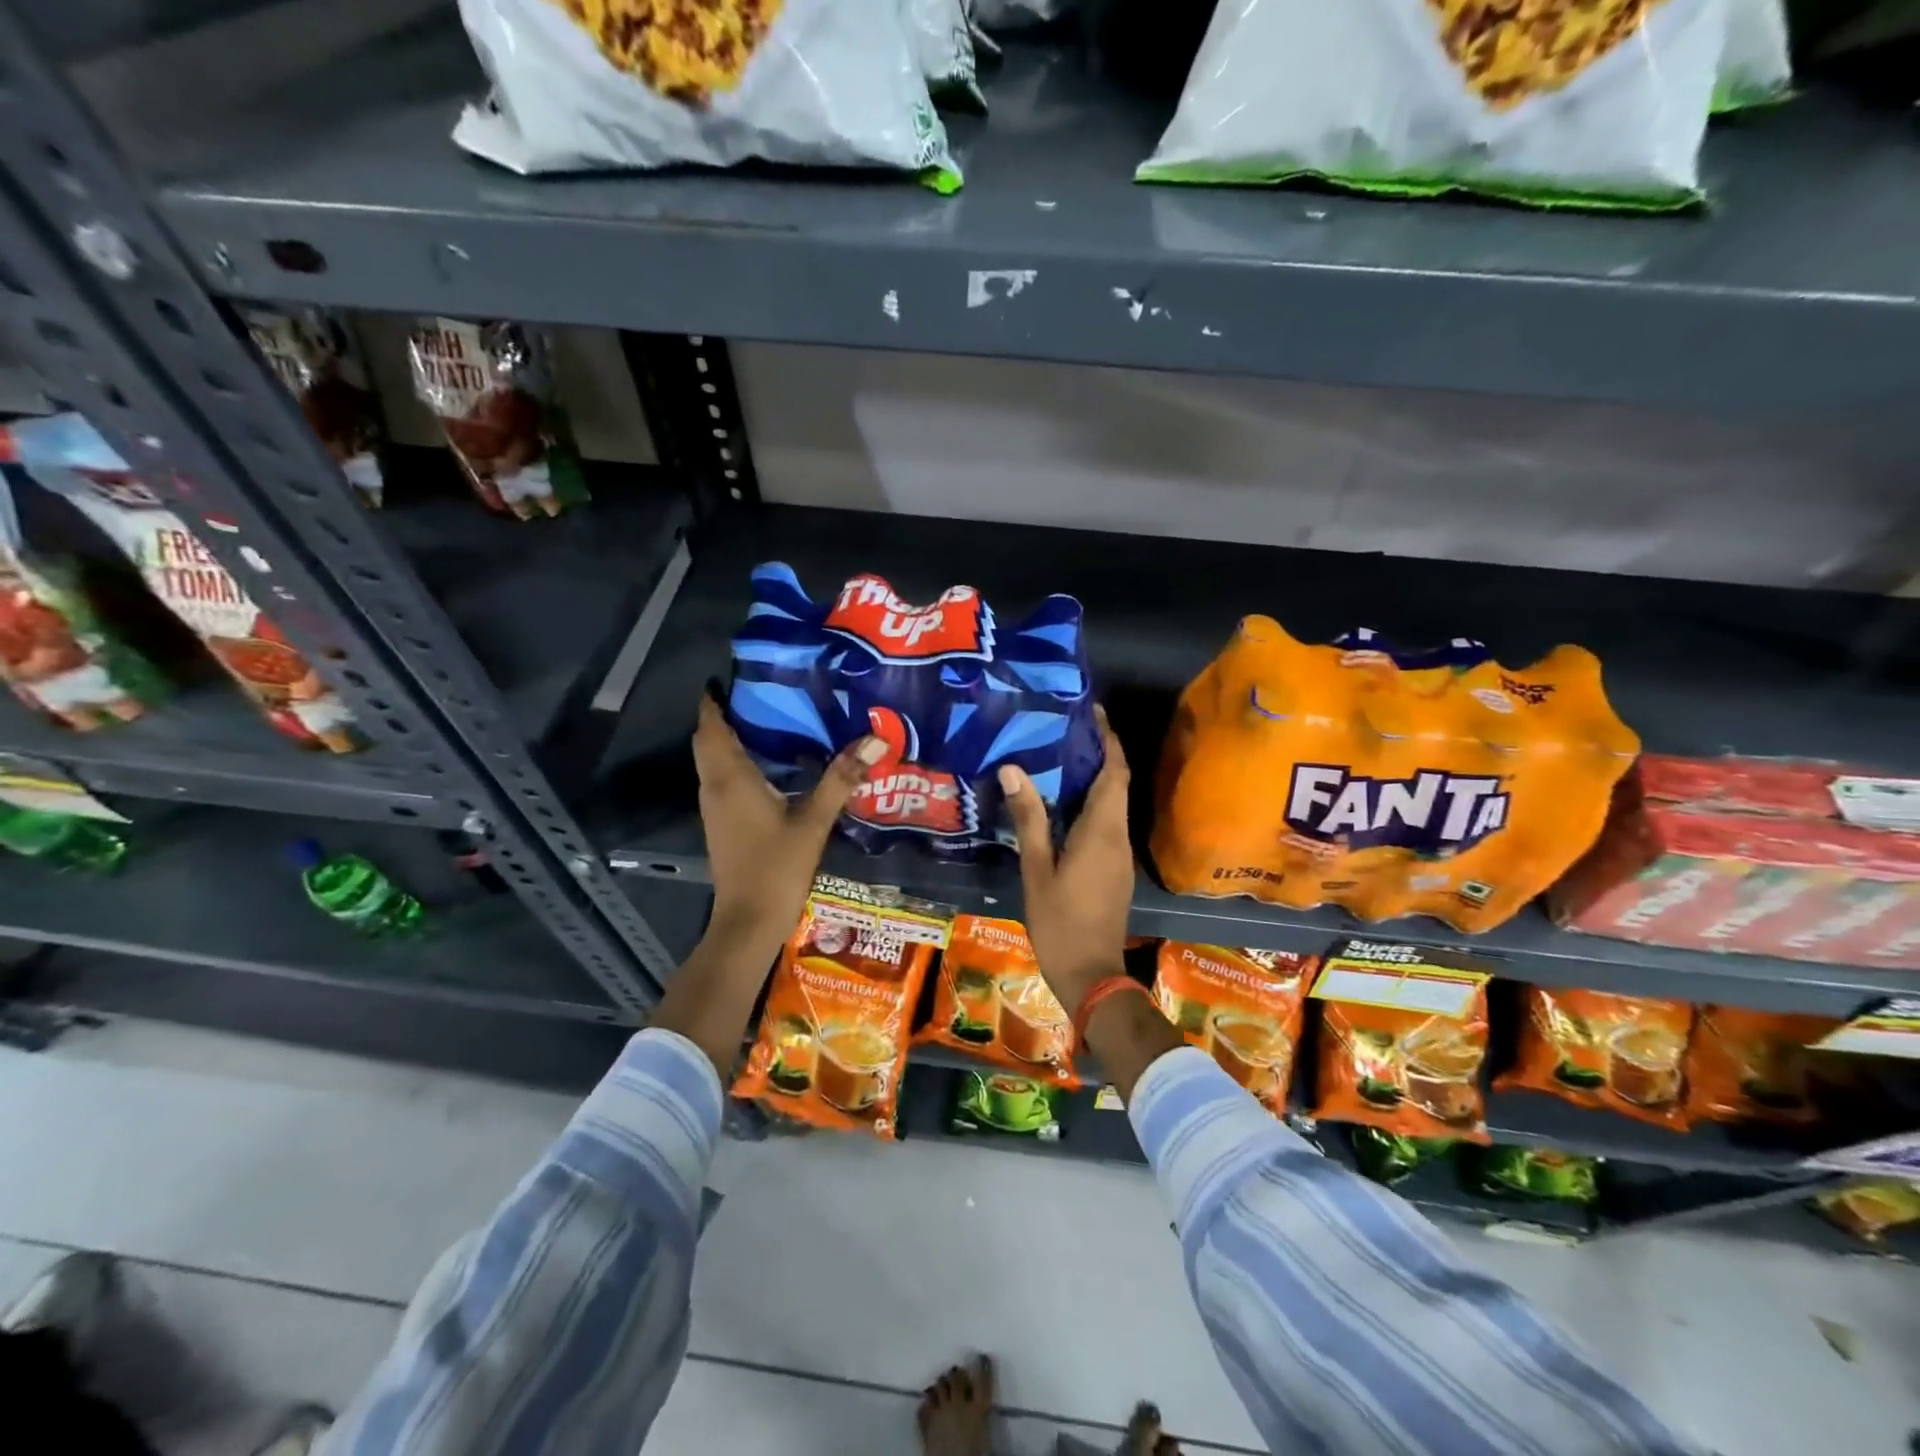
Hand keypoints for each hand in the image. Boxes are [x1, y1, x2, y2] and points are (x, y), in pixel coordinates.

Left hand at [694, 694, 883, 953]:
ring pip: (712, 762)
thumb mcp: (814, 821)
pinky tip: (768, 766)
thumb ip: (841, 779)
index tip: (731, 678)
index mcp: (731, 778)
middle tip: (759, 696)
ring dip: (727, 740)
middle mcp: (714, 787)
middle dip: (723, 717)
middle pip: (707, 741)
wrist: (748, 922)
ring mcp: (714, 808)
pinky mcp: (720, 825)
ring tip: (767, 722)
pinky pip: (720, 780)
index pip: (711, 728)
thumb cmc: (777, 867)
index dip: (714, 702)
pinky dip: (734, 763)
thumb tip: (874, 740)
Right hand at [998, 706, 1133, 1015]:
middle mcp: (1118, 837)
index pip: (1114, 773)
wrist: (1091, 975)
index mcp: (1102, 831)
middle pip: (1116, 784)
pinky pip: (1106, 824)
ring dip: (1093, 778)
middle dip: (1098, 753)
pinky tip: (1061, 804)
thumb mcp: (1036, 870)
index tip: (1092, 713)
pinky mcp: (1114, 869)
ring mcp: (1119, 855)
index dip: (1108, 740)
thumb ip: (1029, 819)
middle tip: (1064, 729)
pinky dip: (1090, 804)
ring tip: (1057, 757)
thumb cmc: (1060, 922)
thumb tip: (1014, 768)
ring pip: (1112, 804)